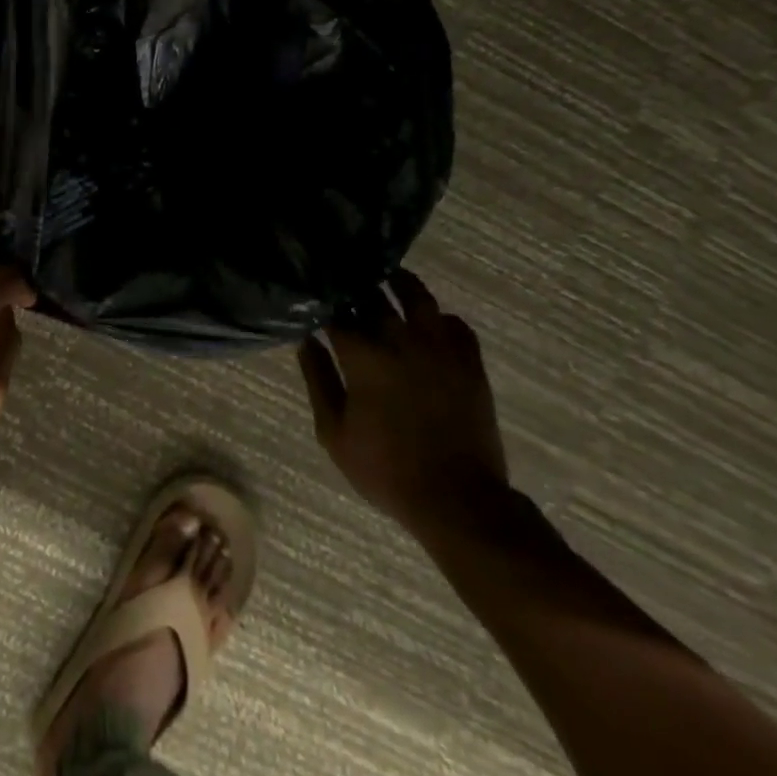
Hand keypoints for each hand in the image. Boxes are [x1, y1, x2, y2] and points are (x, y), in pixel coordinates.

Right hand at [299, 270, 509, 540]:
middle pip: (374, 296)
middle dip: (356, 287)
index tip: (315, 295)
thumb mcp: (334, 431)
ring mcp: (440, 348)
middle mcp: (401, 340)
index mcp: (364, 356)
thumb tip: (306, 339)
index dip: (323, 301)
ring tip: (386, 277)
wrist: (457, 498)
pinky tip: (428, 323)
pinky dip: (438, 317)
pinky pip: (455, 323)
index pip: (337, 313)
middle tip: (345, 281)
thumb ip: (318, 379)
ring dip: (399, 283)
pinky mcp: (470, 361)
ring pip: (419, 296)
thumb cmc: (385, 468)